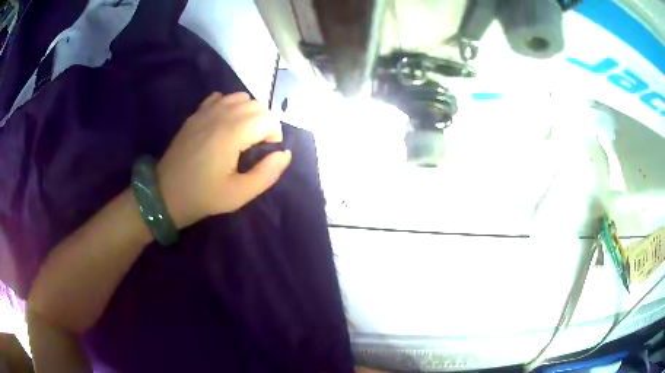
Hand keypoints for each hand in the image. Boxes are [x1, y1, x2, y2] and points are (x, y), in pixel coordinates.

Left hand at [157, 92, 291, 228]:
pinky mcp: (196, 114)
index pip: (268, 118)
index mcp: (232, 133)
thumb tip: (284, 153)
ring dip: (249, 112)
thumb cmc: (203, 196)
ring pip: (240, 97)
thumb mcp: (240, 194)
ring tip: (244, 134)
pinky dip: (230, 105)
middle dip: (265, 122)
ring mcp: (206, 111)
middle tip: (258, 145)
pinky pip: (221, 98)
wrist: (165, 194)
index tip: (267, 153)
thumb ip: (267, 173)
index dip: (275, 134)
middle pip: (256, 105)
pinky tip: (226, 124)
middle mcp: (221, 115)